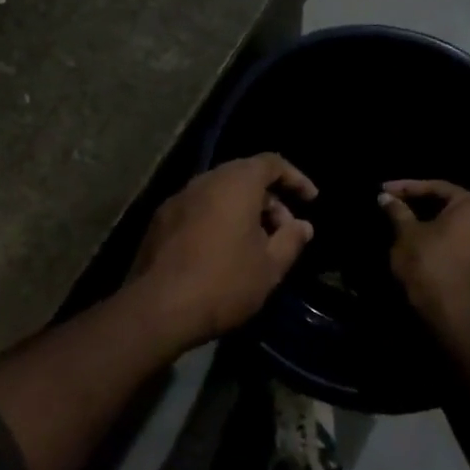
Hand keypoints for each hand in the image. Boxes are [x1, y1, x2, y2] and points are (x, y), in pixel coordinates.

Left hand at [133, 155, 318, 347]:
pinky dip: (218, 218)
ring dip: (242, 210)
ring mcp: (179, 197)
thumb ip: (290, 240)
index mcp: (236, 182)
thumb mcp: (270, 267)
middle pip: (244, 175)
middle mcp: (205, 180)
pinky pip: (199, 207)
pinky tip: (222, 251)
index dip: (294, 178)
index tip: (311, 199)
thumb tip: (302, 225)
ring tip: (256, 244)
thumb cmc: (224, 282)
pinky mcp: (161, 218)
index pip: (271, 163)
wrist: (158, 307)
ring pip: (219, 192)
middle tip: (284, 230)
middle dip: (269, 199)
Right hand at [381, 179, 469, 335]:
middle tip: (396, 207)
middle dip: (421, 206)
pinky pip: (464, 251)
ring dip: (433, 227)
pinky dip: (444, 247)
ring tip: (407, 229)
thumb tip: (386, 197)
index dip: (407, 187)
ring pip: (458, 231)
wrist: (454, 319)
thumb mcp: (406, 233)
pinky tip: (425, 253)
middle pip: (450, 208)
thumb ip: (398, 210)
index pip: (437, 187)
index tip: (384, 190)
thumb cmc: (429, 265)